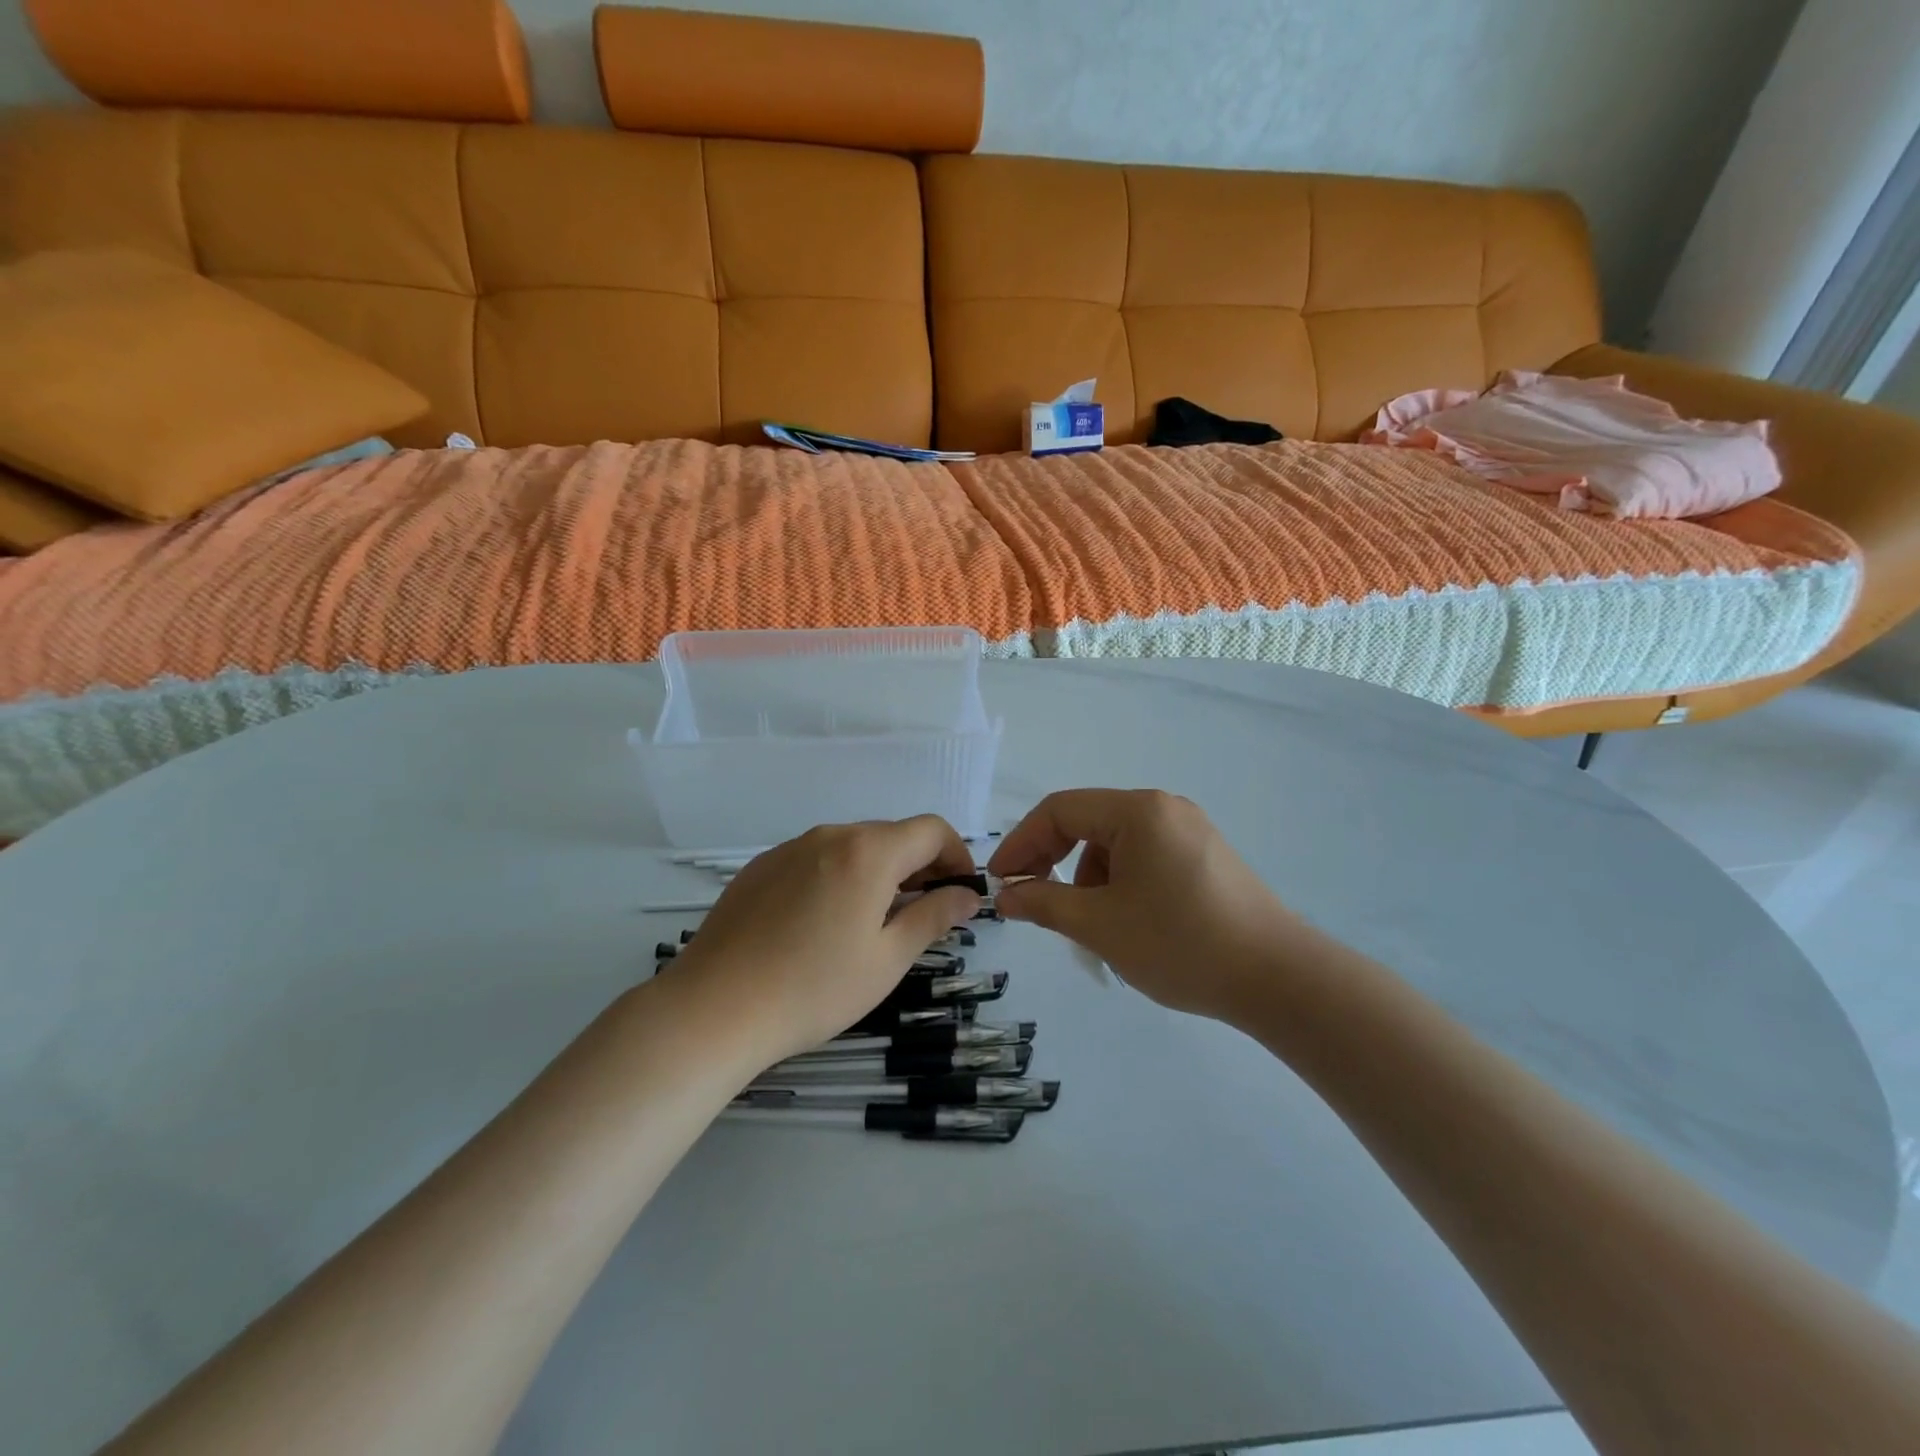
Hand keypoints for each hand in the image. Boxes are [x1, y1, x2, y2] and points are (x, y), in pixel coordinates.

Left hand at [669, 817, 981, 1068]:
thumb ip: (934, 917)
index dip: (957, 856)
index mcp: (868, 852)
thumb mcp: (887, 959)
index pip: (931, 830)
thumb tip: (968, 895)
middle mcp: (830, 835)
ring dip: (878, 872)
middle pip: (891, 836)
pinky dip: (838, 877)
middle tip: (925, 913)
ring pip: (852, 847)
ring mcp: (789, 848)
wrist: (714, 1008)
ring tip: (874, 922)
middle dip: (920, 866)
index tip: (961, 892)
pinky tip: (823, 924)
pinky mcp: (760, 867)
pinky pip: (815, 859)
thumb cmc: (814, 988)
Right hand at [987, 789, 1303, 1022]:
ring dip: (1088, 878)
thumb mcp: (1100, 925)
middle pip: (1088, 823)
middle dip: (1053, 860)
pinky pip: (1145, 858)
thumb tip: (1006, 897)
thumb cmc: (1180, 943)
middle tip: (1031, 900)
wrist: (1278, 978)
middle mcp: (1164, 808)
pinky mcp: (1206, 857)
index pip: (1059, 810)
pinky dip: (1120, 883)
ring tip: (1091, 925)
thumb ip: (1044, 903)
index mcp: (1138, 811)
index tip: (1000, 882)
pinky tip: (1127, 922)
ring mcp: (1190, 831)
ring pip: (1116, 844)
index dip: (1021, 843)